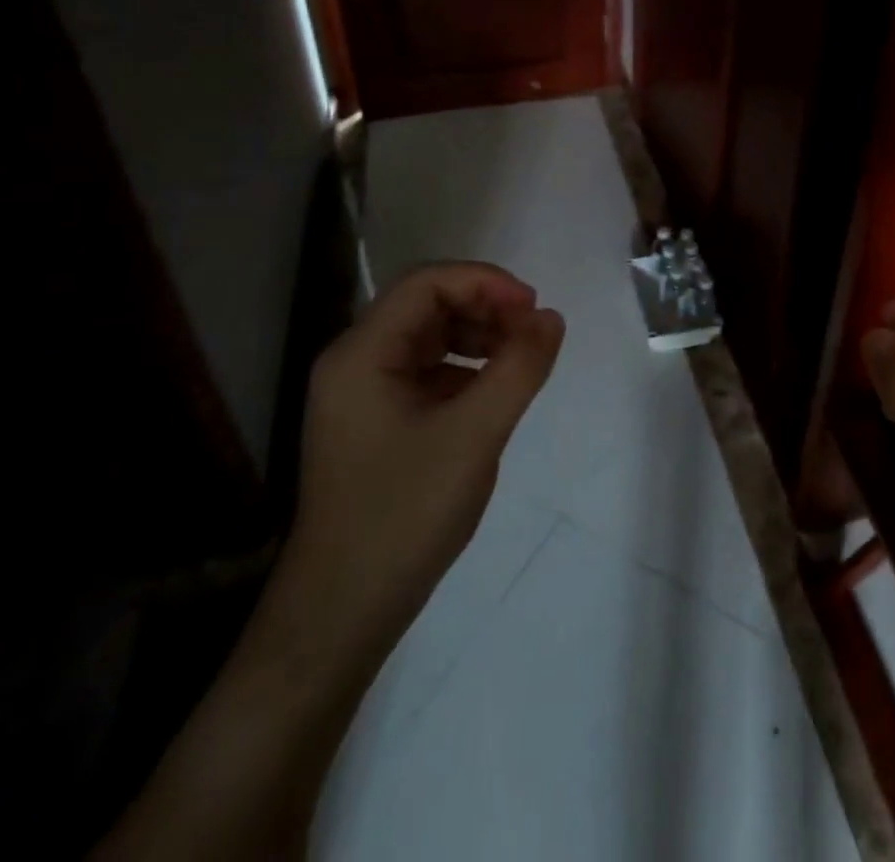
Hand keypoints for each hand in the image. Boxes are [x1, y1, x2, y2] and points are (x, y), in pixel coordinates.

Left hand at [271, 262, 564, 668]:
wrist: (343, 613)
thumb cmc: (404, 515)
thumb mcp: (474, 435)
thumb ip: (518, 368)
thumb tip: (551, 317)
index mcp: (362, 354)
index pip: (427, 284)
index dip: (485, 282)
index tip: (533, 309)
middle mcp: (355, 362)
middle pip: (428, 305)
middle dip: (486, 308)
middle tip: (534, 334)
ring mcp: (364, 393)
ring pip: (431, 337)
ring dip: (480, 335)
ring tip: (522, 360)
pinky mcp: (377, 420)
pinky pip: (428, 371)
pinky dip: (467, 368)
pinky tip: (494, 393)